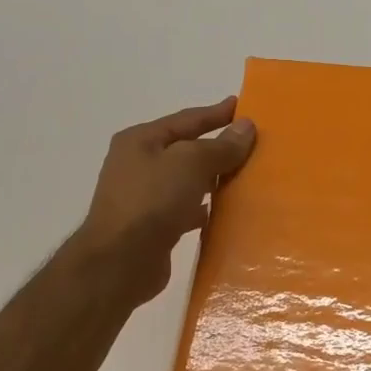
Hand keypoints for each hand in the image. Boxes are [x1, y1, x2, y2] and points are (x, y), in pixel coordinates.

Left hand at [71, 97, 255, 305]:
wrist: (120, 262)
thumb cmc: (152, 201)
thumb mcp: (190, 164)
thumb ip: (220, 146)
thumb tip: (246, 127)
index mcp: (141, 141)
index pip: (186, 120)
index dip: (216, 113)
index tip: (243, 107)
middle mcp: (138, 164)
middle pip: (185, 150)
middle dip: (217, 147)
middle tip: (251, 145)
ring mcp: (143, 197)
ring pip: (186, 180)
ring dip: (212, 179)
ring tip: (244, 178)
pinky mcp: (151, 226)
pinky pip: (184, 208)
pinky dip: (203, 207)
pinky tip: (222, 212)